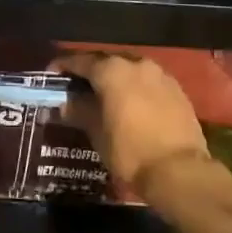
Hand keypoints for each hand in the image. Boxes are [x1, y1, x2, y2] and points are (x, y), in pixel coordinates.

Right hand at [52, 52, 217, 200]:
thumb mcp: (96, 132)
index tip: (52, 75)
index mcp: (112, 70)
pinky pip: (148, 83)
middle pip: (107, 62)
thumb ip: (79, 110)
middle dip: (91, 72)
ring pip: (130, 71)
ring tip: (105, 96)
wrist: (180, 171)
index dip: (63, 66)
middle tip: (77, 87)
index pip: (80, 61)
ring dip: (115, 80)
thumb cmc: (129, 150)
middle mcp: (136, 64)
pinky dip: (135, 89)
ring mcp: (160, 75)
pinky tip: (131, 105)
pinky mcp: (177, 91)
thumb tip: (65, 103)